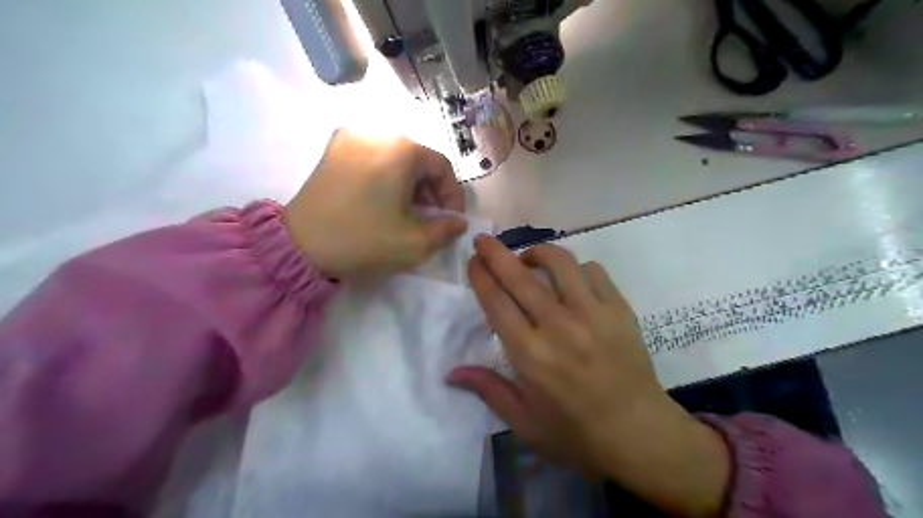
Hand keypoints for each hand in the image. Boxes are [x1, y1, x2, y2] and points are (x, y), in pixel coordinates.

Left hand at [282, 131, 468, 280]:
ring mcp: (350, 139)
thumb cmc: (365, 239)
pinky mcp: (331, 152)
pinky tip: (382, 202)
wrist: (300, 245)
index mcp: (401, 149)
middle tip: (431, 218)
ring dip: (409, 184)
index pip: (442, 167)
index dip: (453, 195)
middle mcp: (377, 133)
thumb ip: (447, 230)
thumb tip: (458, 222)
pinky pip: (371, 159)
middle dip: (430, 190)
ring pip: (394, 159)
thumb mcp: (416, 242)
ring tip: (407, 212)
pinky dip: (385, 178)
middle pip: (418, 160)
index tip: (451, 219)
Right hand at [448, 236, 727, 516]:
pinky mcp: (619, 310)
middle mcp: (558, 326)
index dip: (481, 277)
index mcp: (530, 354)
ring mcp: (592, 314)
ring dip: (538, 252)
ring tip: (529, 258)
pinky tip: (570, 280)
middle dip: (496, 253)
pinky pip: (593, 271)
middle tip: (484, 240)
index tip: (473, 261)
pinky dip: (576, 268)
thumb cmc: (576, 434)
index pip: (497, 302)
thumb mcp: (524, 423)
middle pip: (520, 277)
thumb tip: (451, 372)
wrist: (640, 435)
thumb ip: (488, 390)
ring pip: (560, 263)